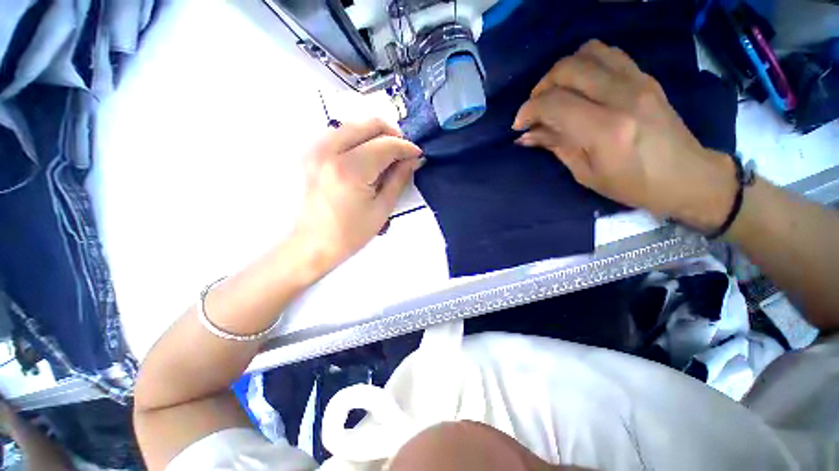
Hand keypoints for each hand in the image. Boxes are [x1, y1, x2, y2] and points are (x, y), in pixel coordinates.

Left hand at [292, 119, 421, 273]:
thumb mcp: (382, 208)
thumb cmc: (351, 233)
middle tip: (403, 153)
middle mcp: (330, 151)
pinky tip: (367, 156)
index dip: (406, 147)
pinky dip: (359, 138)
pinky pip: (340, 133)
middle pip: (369, 124)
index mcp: (350, 169)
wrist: (314, 243)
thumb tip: (414, 160)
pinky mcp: (311, 153)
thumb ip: (399, 178)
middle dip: (392, 134)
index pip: (386, 145)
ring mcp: (316, 149)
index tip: (418, 154)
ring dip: (375, 135)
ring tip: (387, 155)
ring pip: (354, 124)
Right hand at [513, 40, 736, 230]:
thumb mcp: (585, 172)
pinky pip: (609, 54)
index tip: (520, 125)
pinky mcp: (646, 76)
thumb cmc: (631, 184)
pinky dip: (586, 64)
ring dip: (564, 70)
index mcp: (605, 130)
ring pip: (588, 52)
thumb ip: (555, 146)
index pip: (554, 103)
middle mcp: (622, 97)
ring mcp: (638, 81)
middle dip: (541, 86)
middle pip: (568, 69)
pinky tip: (581, 85)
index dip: (528, 111)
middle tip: (536, 109)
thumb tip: (525, 136)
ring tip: (557, 93)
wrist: (686, 175)